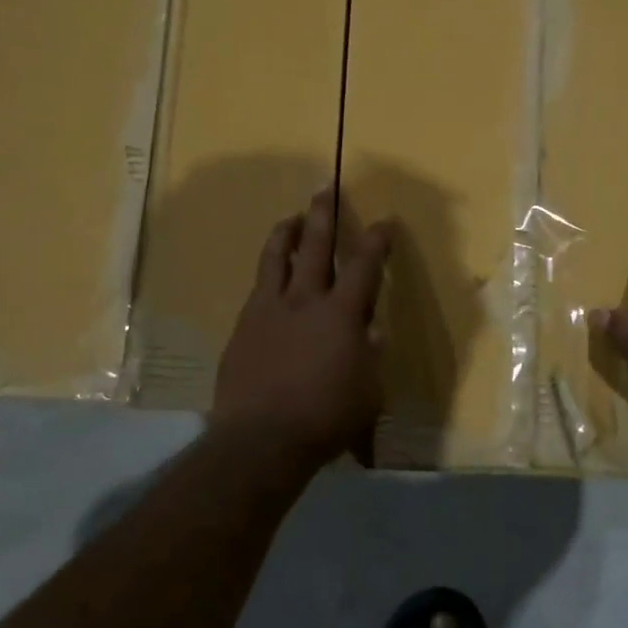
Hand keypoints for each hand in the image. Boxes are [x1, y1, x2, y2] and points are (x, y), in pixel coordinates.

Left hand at [213, 187, 391, 467]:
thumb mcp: (368, 391)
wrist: (261, 439)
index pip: (364, 265)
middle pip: (315, 245)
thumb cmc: (326, 418)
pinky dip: (267, 273)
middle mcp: (304, 300)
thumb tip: (371, 332)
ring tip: (291, 218)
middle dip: (323, 214)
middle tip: (324, 189)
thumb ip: (370, 356)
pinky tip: (269, 276)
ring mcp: (268, 310)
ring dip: (286, 233)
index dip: (376, 240)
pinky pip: (257, 288)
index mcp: (341, 313)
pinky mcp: (242, 327)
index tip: (384, 222)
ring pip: (276, 258)